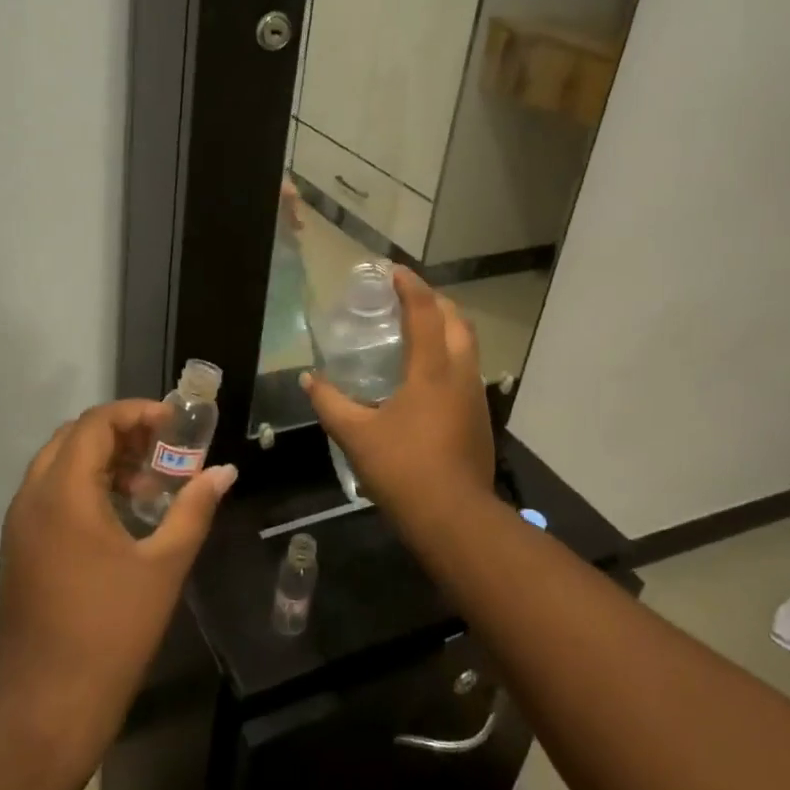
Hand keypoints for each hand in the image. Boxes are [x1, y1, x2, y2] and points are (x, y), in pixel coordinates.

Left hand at [0, 401, 235, 747]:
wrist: (45, 706)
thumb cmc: (111, 630)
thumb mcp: (164, 565)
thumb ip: (194, 509)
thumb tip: (224, 472)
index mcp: (64, 493)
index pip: (96, 423)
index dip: (137, 413)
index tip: (175, 426)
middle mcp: (33, 497)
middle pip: (74, 437)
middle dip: (121, 432)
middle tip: (164, 450)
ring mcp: (20, 524)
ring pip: (59, 464)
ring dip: (102, 459)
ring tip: (148, 484)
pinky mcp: (19, 549)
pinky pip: (50, 493)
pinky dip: (84, 485)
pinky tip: (120, 515)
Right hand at [302, 267, 493, 516]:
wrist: (454, 519)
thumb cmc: (404, 470)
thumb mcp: (357, 435)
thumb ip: (330, 403)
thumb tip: (309, 379)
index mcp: (432, 371)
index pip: (425, 312)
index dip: (410, 286)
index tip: (392, 271)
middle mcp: (460, 374)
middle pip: (457, 321)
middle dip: (435, 301)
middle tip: (406, 298)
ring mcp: (475, 397)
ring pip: (467, 346)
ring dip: (446, 328)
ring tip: (417, 330)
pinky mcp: (480, 418)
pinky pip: (466, 370)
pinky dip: (449, 355)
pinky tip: (427, 376)